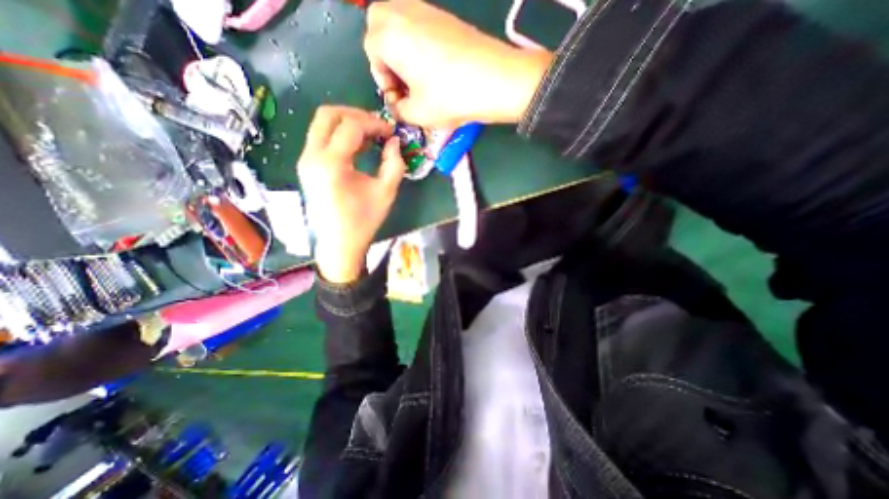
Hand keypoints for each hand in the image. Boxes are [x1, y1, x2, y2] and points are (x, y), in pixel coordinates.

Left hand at [301, 105, 406, 281]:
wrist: (339, 244)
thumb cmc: (363, 222)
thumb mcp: (386, 193)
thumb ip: (394, 164)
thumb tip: (394, 142)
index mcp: (331, 164)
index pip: (351, 125)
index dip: (374, 123)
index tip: (391, 133)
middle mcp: (311, 156)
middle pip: (328, 114)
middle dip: (356, 114)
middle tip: (378, 127)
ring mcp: (305, 160)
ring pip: (321, 124)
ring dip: (347, 123)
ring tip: (371, 137)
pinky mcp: (306, 166)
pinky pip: (321, 138)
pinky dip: (340, 135)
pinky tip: (358, 147)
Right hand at [365, 0, 552, 128]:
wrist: (495, 80)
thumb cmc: (450, 97)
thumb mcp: (418, 113)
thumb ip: (399, 110)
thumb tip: (397, 105)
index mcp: (390, 35)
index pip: (371, 50)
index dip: (382, 78)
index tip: (398, 97)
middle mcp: (404, 12)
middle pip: (379, 23)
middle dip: (384, 52)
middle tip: (401, 79)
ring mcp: (427, 9)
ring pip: (399, 18)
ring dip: (400, 46)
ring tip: (417, 75)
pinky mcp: (445, 16)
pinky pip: (419, 21)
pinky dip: (417, 41)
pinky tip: (434, 66)